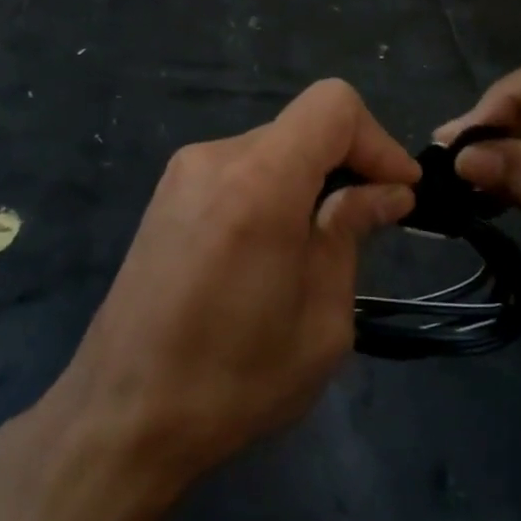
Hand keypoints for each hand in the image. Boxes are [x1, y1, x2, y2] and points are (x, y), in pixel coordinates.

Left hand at [49, 79, 419, 494]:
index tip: (398, 192)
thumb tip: (385, 191)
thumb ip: (350, 235)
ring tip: (318, 246)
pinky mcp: (165, 197)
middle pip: (301, 127)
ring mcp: (181, 174)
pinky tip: (272, 249)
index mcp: (259, 180)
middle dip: (346, 164)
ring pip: (270, 149)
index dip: (377, 140)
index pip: (332, 105)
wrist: (122, 415)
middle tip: (369, 224)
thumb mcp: (321, 319)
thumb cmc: (234, 379)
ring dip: (308, 181)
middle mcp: (215, 158)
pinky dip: (271, 191)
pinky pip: (236, 171)